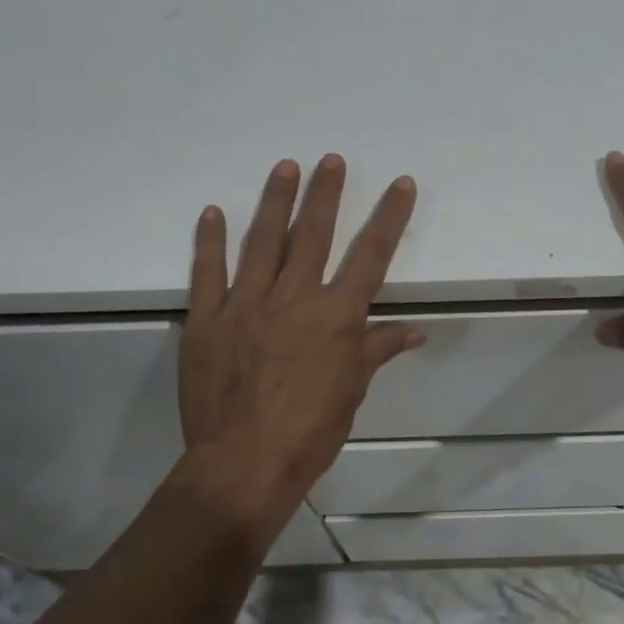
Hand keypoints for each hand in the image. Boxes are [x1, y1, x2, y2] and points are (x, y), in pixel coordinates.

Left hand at [179, 155, 423, 535]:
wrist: (244, 463)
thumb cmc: (310, 431)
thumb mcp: (353, 391)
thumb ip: (378, 350)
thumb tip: (415, 330)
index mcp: (336, 315)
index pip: (371, 255)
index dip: (390, 216)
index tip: (401, 184)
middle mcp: (294, 297)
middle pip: (315, 234)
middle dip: (326, 193)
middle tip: (331, 160)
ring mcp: (246, 303)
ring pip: (264, 241)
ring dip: (276, 201)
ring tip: (285, 167)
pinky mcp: (208, 319)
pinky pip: (208, 272)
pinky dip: (210, 241)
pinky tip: (213, 213)